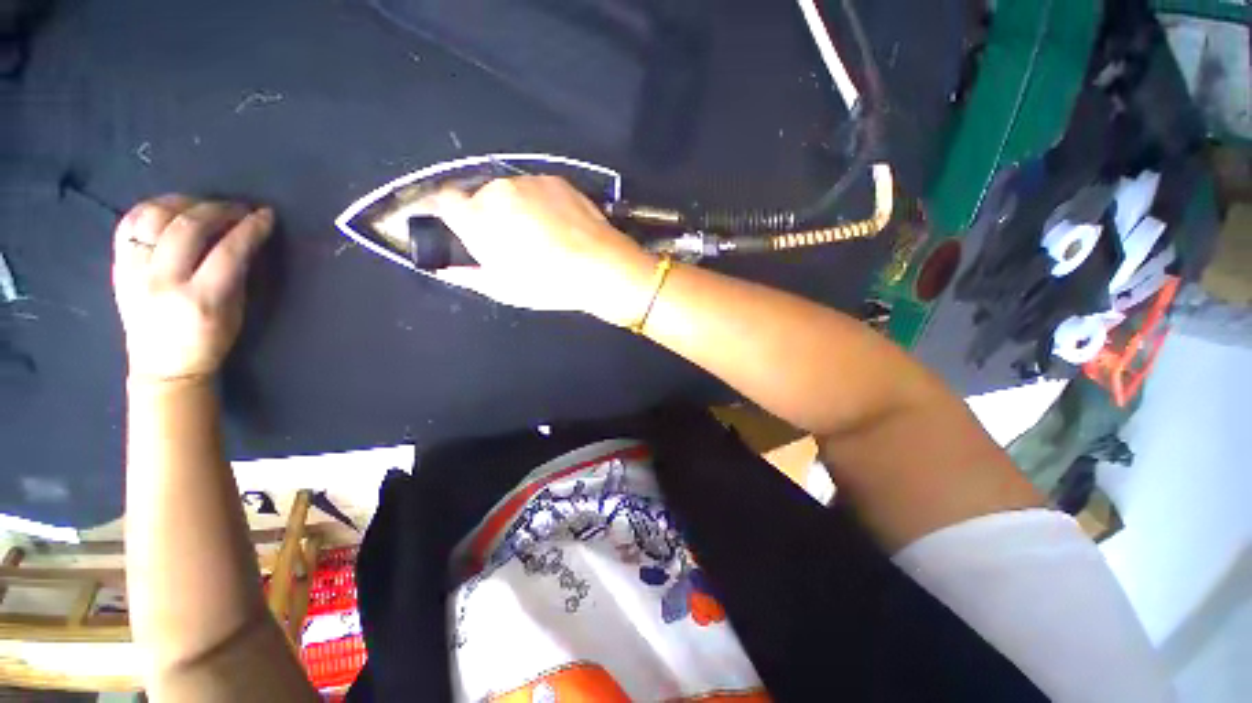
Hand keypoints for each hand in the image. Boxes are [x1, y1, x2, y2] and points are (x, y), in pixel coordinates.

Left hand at [112, 195, 273, 382]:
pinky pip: (128, 224)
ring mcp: (134, 272)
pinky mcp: (119, 267)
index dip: (250, 228)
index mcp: (200, 299)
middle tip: (238, 208)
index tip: (266, 215)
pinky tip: (170, 209)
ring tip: (203, 205)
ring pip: (154, 217)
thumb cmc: (209, 342)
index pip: (228, 251)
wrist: (163, 367)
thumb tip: (244, 239)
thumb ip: (236, 274)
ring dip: (183, 203)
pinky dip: (150, 208)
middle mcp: (162, 281)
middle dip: (219, 209)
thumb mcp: (234, 312)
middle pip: (188, 227)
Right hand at [425, 176, 657, 325]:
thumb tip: (446, 270)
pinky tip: (558, 225)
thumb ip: (468, 275)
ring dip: (515, 208)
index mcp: (476, 217)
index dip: (446, 213)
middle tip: (509, 242)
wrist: (600, 267)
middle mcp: (498, 190)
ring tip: (540, 235)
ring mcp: (530, 181)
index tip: (453, 226)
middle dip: (487, 215)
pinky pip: (537, 190)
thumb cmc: (547, 283)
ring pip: (510, 192)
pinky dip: (539, 203)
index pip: (444, 200)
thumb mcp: (504, 288)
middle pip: (480, 196)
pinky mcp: (556, 180)